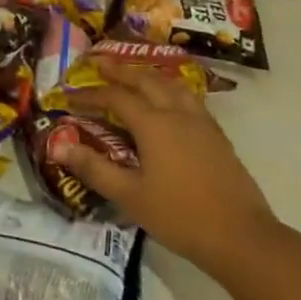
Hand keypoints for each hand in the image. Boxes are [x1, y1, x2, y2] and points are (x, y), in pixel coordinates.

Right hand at [57, 66, 279, 274]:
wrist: (241, 236)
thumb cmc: (180, 216)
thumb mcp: (130, 196)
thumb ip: (94, 168)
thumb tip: (59, 147)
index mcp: (153, 124)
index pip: (116, 98)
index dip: (91, 94)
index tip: (70, 95)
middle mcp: (177, 113)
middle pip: (146, 80)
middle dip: (121, 71)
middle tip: (101, 63)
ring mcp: (201, 122)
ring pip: (172, 85)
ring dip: (149, 75)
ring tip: (136, 75)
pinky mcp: (217, 135)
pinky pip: (189, 98)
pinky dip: (171, 89)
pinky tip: (171, 102)